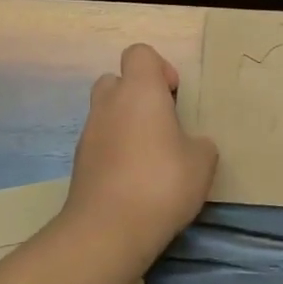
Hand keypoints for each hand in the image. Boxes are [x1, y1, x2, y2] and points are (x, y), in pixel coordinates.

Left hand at [62, 43, 216, 261]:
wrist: (108, 230)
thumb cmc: (162, 183)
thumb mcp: (203, 162)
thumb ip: (199, 143)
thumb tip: (190, 144)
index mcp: (139, 92)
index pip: (140, 53)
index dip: (160, 68)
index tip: (174, 96)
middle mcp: (109, 104)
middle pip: (117, 80)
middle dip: (138, 95)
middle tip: (161, 123)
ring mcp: (89, 133)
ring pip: (107, 112)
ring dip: (126, 124)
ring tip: (151, 156)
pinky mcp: (79, 162)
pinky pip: (100, 142)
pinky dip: (115, 150)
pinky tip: (135, 179)